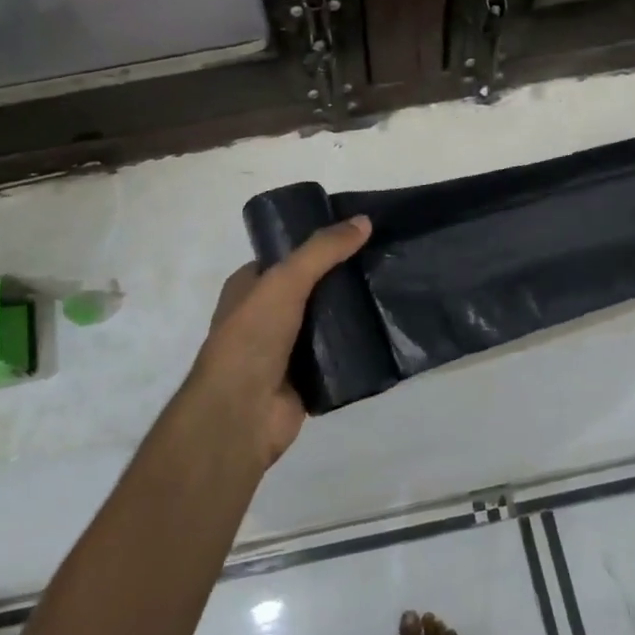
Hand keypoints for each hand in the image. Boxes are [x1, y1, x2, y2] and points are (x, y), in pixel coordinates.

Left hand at [181, 216, 371, 465]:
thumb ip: (322, 250)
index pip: (289, 256)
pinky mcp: (307, 379)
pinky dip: (357, 348)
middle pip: (312, 289)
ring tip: (392, 291)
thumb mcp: (285, 280)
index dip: (319, 244)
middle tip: (384, 262)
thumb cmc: (252, 336)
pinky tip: (386, 333)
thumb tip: (364, 221)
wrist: (241, 413)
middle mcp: (266, 315)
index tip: (359, 234)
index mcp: (250, 287)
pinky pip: (338, 356)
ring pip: (327, 322)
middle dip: (343, 278)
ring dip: (353, 313)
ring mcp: (286, 349)